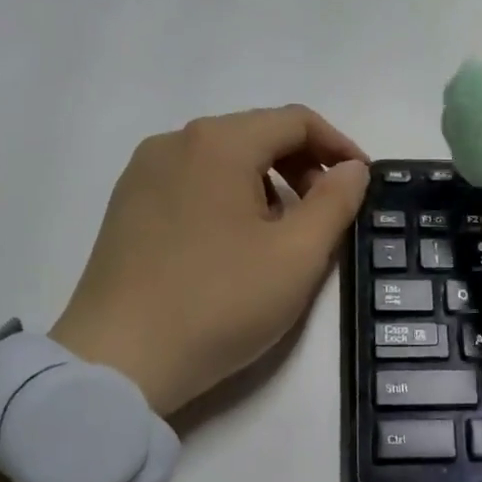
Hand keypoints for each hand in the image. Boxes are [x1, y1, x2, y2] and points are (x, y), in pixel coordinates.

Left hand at [50, 107, 368, 416]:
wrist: (119, 360)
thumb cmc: (220, 302)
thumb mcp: (297, 255)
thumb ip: (335, 202)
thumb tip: (352, 168)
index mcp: (219, 143)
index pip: (295, 120)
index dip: (339, 146)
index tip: (362, 182)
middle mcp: (175, 142)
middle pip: (256, 134)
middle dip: (303, 165)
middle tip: (326, 212)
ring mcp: (143, 173)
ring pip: (223, 158)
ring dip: (267, 182)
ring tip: (282, 232)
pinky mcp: (126, 205)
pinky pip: (192, 181)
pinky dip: (228, 196)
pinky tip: (234, 243)